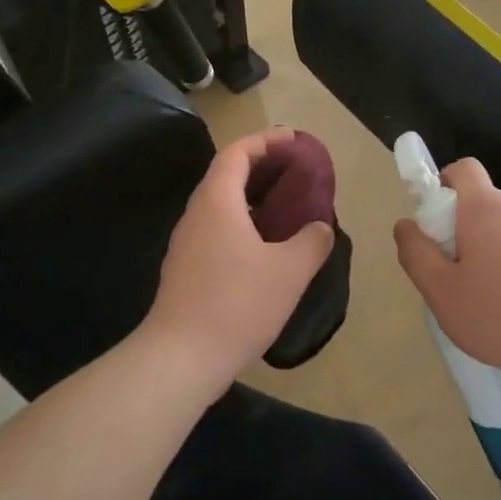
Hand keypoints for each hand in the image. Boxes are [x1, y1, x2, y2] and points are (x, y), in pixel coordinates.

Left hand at [142, 128, 334, 393]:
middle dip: (260, 166)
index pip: (236, 153)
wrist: (180, 359)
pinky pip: (216, 230)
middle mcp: (196, 215)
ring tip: (285, 206)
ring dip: (251, 197)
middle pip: (226, 175)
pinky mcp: (186, 270)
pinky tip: (265, 248)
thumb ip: (311, 242)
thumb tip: (320, 228)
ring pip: (220, 205)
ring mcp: (186, 244)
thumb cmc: (237, 304)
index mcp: (217, 202)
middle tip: (295, 171)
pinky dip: (242, 223)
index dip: (265, 141)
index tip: (293, 140)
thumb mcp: (289, 271)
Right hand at [393, 159, 500, 380]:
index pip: (462, 168)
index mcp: (485, 207)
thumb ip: (416, 254)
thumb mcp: (442, 292)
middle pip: (480, 200)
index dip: (441, 185)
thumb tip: (405, 225)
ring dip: (488, 249)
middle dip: (460, 227)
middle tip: (453, 273)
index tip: (433, 224)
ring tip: (485, 297)